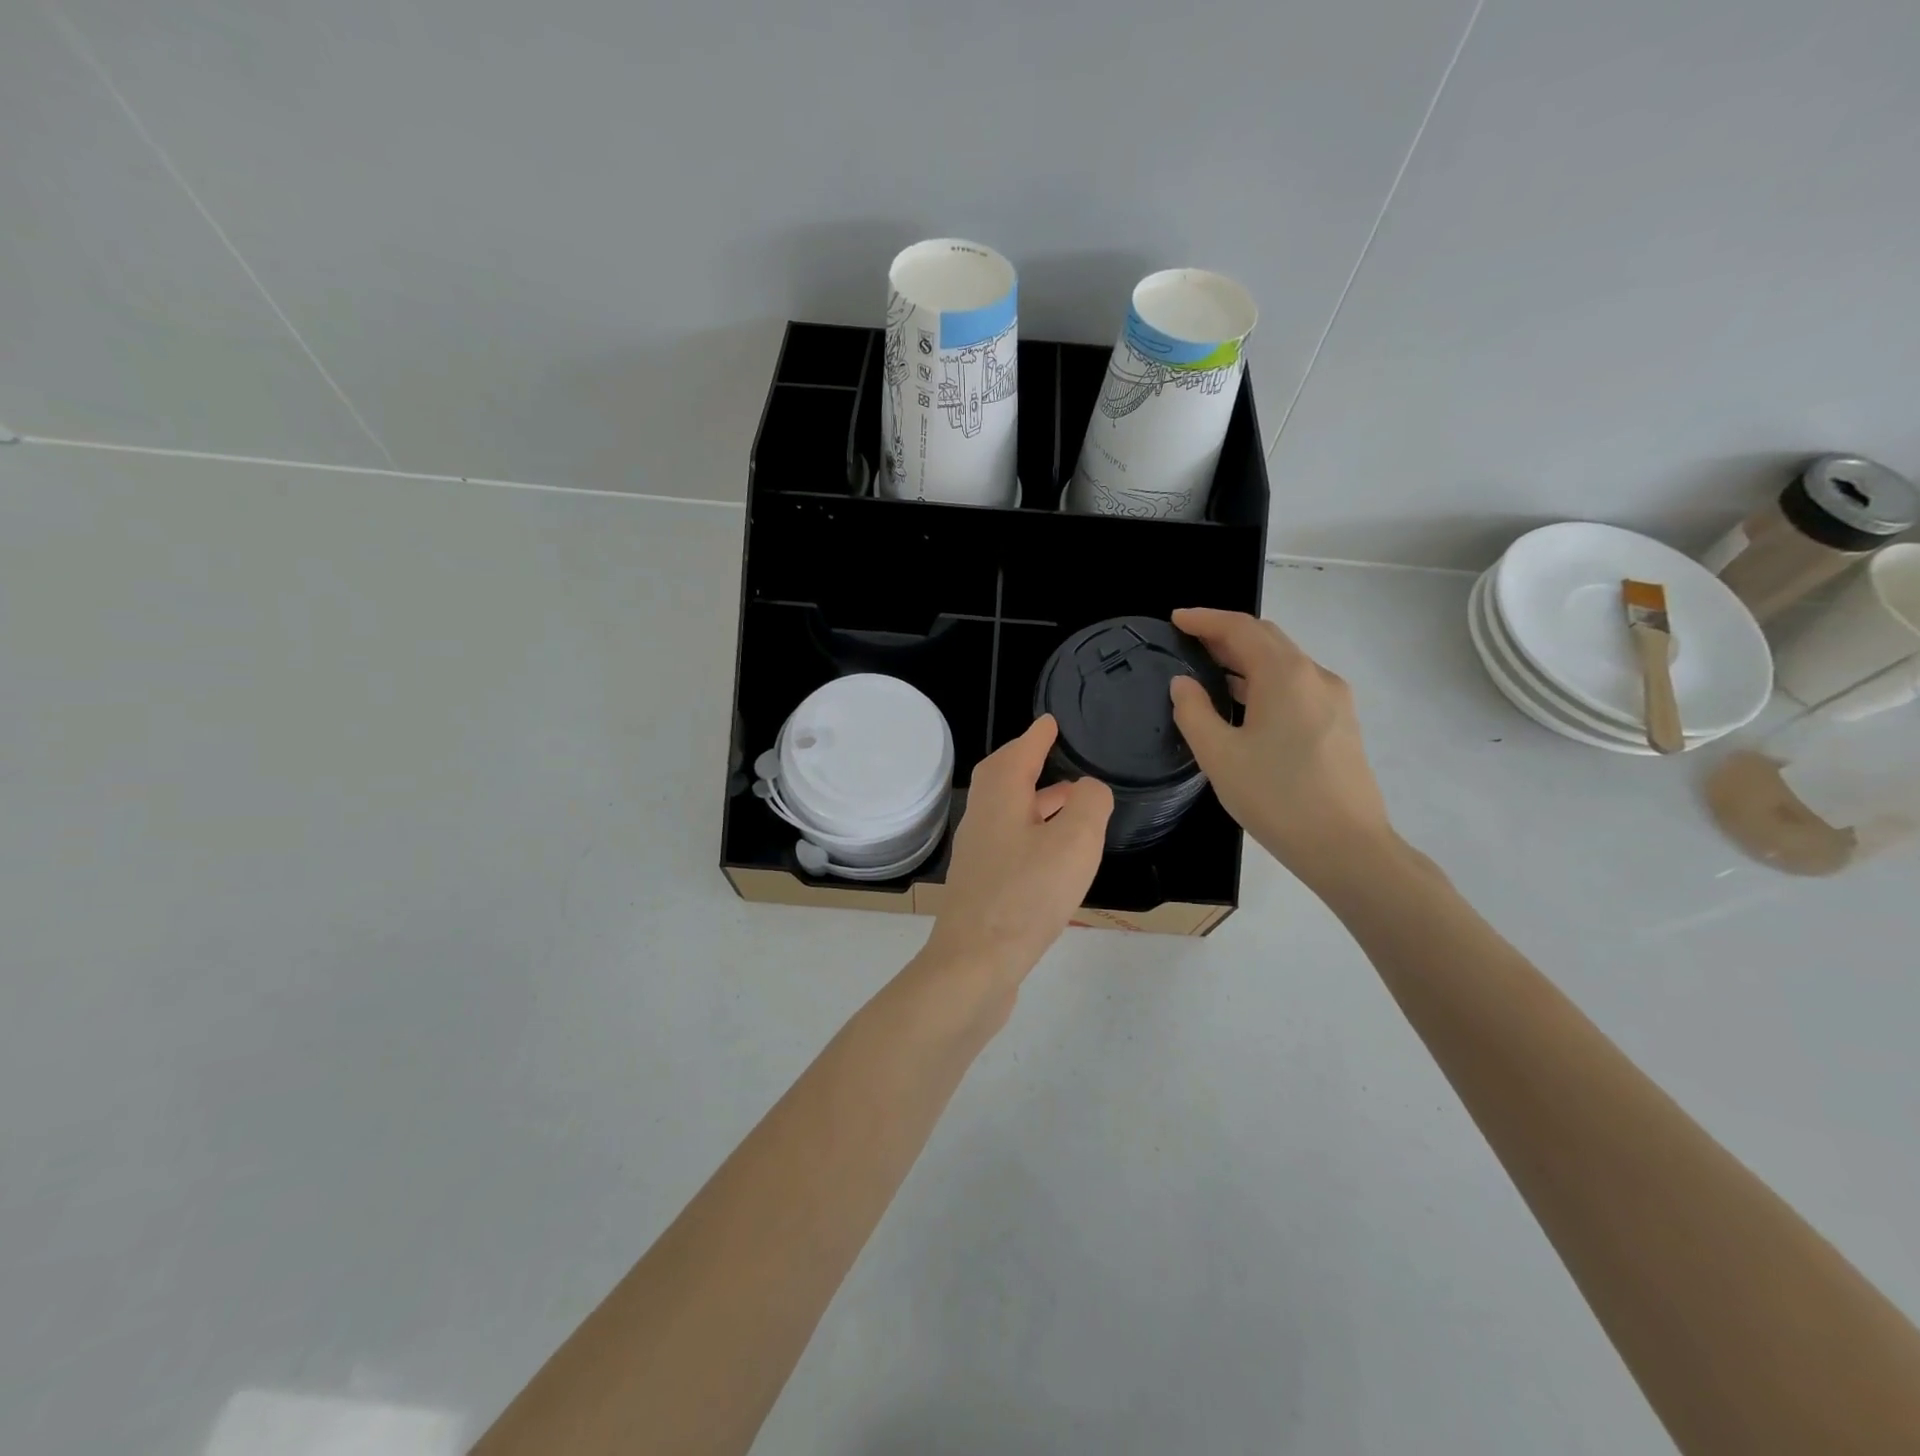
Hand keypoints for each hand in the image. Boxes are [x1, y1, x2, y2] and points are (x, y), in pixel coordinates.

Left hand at [922, 715, 1112, 985]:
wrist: (975, 963)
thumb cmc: (1026, 895)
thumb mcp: (1074, 841)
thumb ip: (1090, 804)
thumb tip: (1088, 788)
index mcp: (1000, 798)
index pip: (1019, 753)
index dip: (1037, 736)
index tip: (1050, 722)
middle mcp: (982, 819)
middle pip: (1003, 778)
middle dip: (1028, 762)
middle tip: (1055, 753)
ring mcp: (978, 854)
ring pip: (1007, 812)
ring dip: (1034, 799)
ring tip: (1069, 800)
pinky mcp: (982, 885)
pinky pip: (1010, 842)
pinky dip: (1032, 831)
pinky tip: (1053, 853)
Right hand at [1169, 607, 1394, 888]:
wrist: (1347, 847)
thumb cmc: (1277, 797)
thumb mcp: (1220, 756)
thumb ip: (1194, 712)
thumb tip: (1183, 684)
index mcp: (1285, 675)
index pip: (1241, 628)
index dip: (1205, 619)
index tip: (1176, 619)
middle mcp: (1315, 676)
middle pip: (1267, 640)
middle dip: (1226, 635)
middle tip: (1189, 643)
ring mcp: (1334, 700)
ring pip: (1284, 664)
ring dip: (1246, 660)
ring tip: (1210, 671)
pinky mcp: (1340, 724)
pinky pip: (1297, 687)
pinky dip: (1265, 682)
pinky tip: (1245, 705)